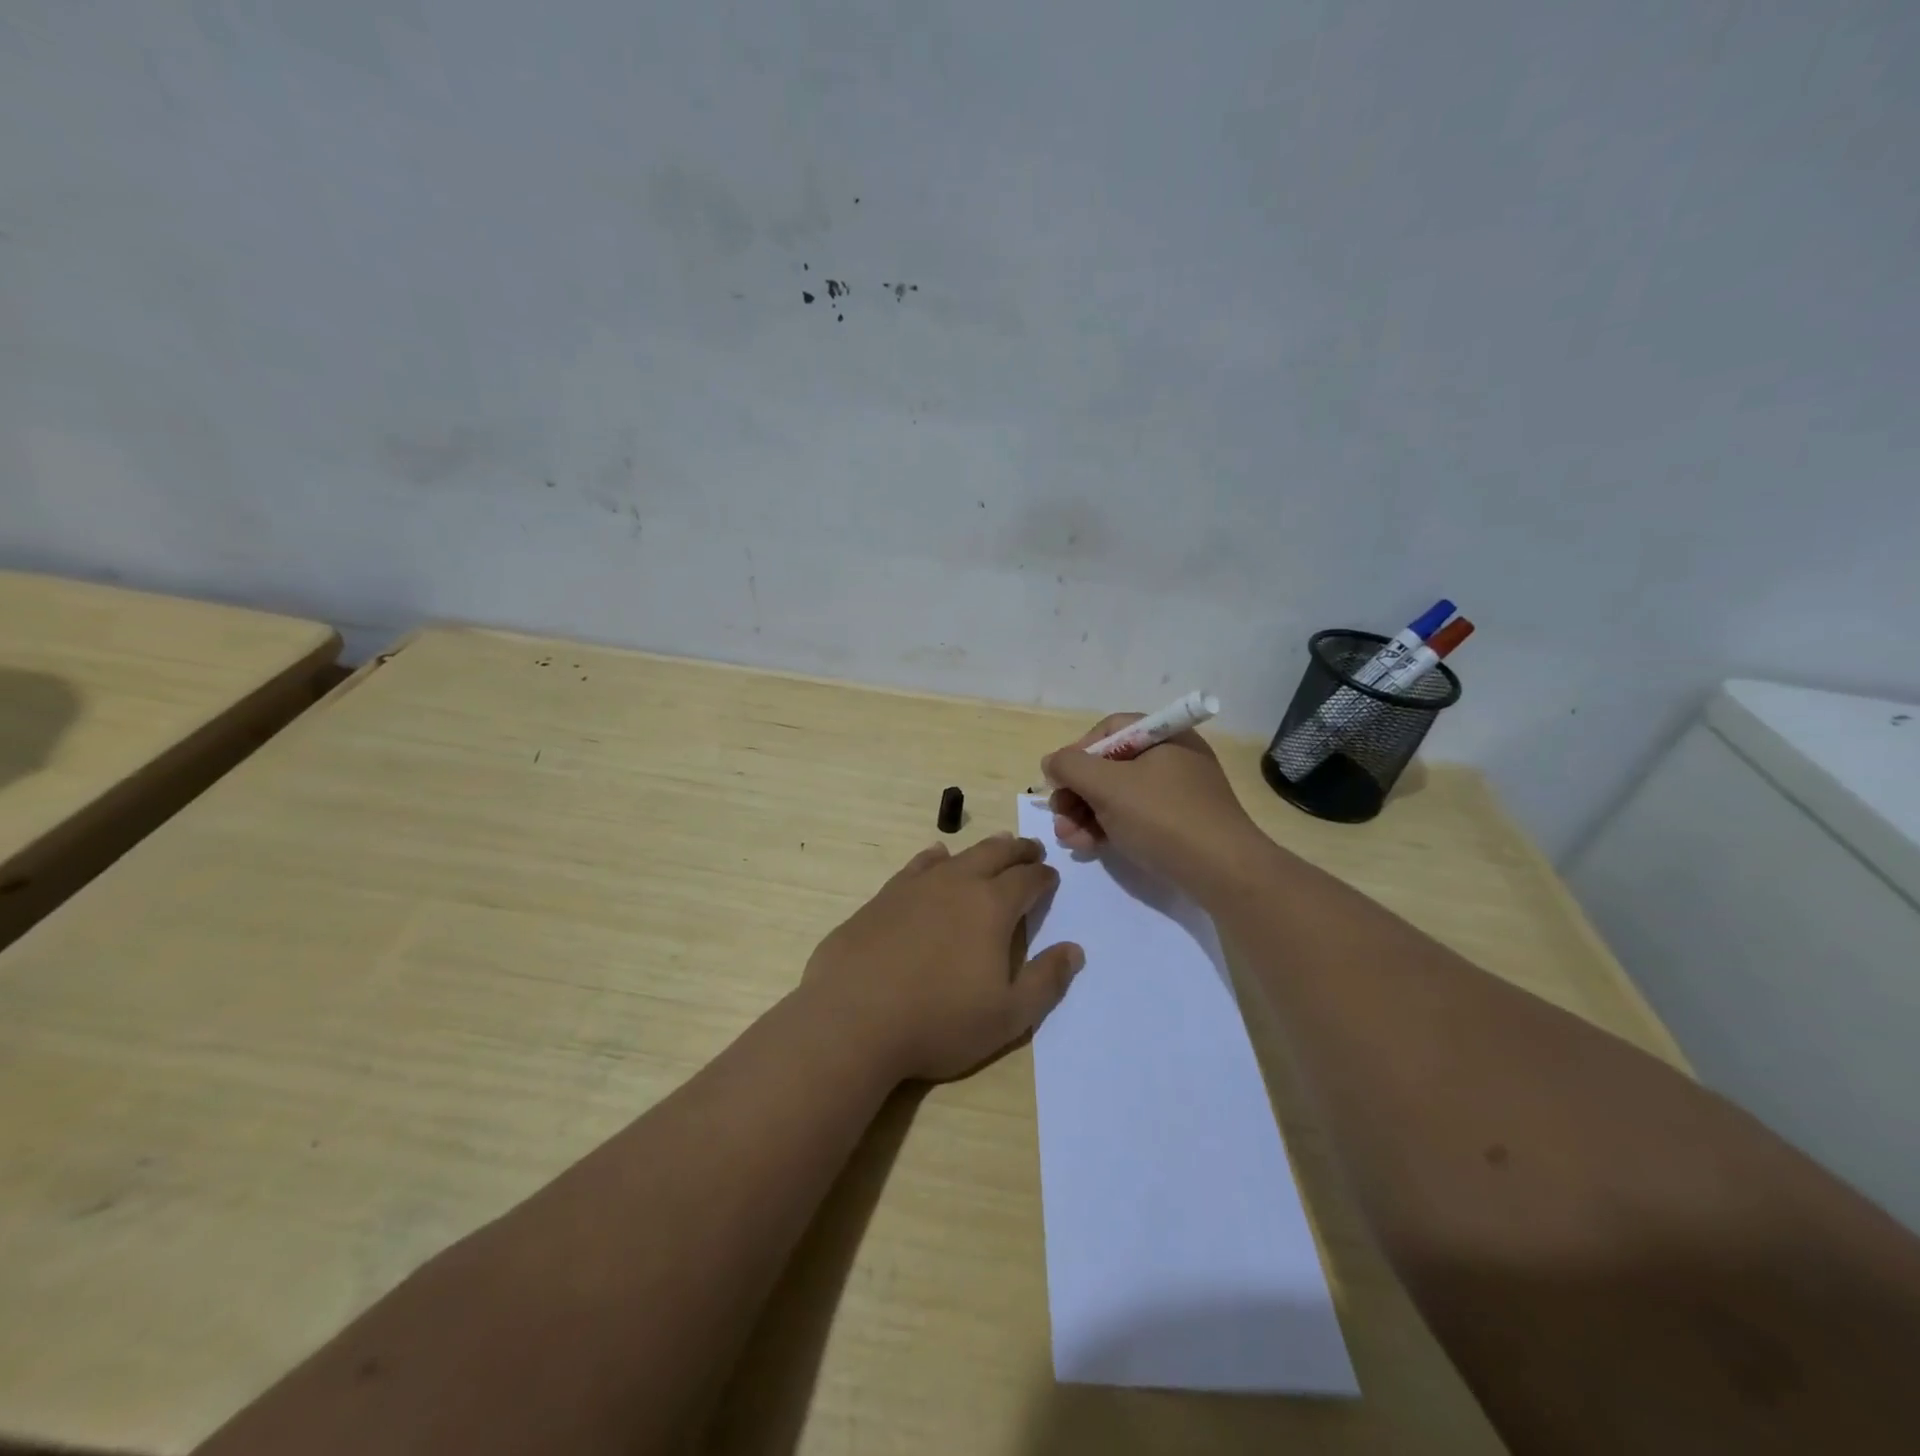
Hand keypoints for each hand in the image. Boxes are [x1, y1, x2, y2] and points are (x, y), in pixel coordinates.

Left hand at [801, 835, 1084, 1082]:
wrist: (853, 1018)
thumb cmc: (938, 1021)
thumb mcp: (1007, 1016)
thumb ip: (1045, 981)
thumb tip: (1074, 949)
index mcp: (992, 907)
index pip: (1028, 880)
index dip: (1044, 877)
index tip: (1051, 877)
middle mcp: (957, 884)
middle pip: (996, 854)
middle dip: (1018, 850)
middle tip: (1031, 849)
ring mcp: (916, 886)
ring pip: (958, 855)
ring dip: (982, 849)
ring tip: (995, 846)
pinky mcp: (883, 897)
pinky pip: (918, 865)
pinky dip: (935, 858)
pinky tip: (936, 858)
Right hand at [1041, 712, 1266, 891]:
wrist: (1223, 872)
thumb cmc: (1163, 817)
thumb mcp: (1108, 786)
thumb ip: (1071, 767)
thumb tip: (1051, 762)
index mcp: (1164, 735)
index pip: (1109, 730)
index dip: (1077, 752)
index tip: (1058, 780)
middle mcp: (1172, 757)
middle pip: (1110, 765)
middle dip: (1077, 792)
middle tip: (1057, 816)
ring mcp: (1178, 793)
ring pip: (1119, 795)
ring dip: (1086, 813)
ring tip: (1068, 839)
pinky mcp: (1179, 824)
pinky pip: (1135, 816)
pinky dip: (1108, 827)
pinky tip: (1088, 847)